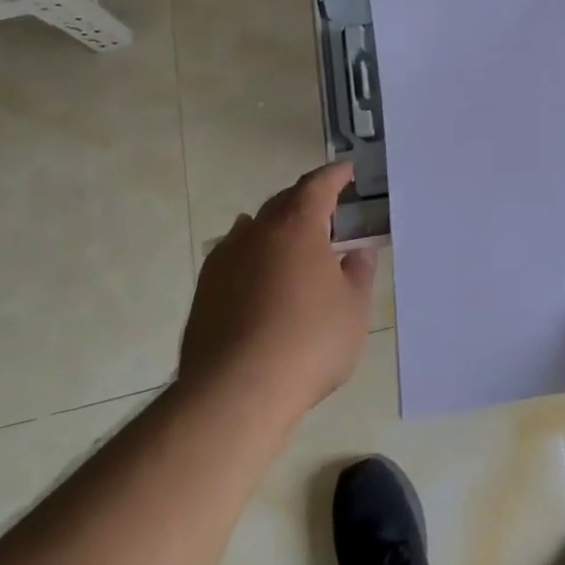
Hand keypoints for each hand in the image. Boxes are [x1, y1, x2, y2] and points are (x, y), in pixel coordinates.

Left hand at [180, 162, 376, 425]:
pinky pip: (232, 255)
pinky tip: (257, 271)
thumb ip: (358, 275)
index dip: (334, 176)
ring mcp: (225, 260)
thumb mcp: (353, 310)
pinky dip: (251, 253)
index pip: (318, 185)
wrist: (234, 394)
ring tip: (290, 237)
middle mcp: (258, 232)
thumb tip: (357, 254)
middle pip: (284, 201)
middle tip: (326, 208)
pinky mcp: (205, 291)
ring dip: (275, 226)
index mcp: (298, 227)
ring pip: (253, 227)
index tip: (347, 171)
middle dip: (306, 199)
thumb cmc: (308, 344)